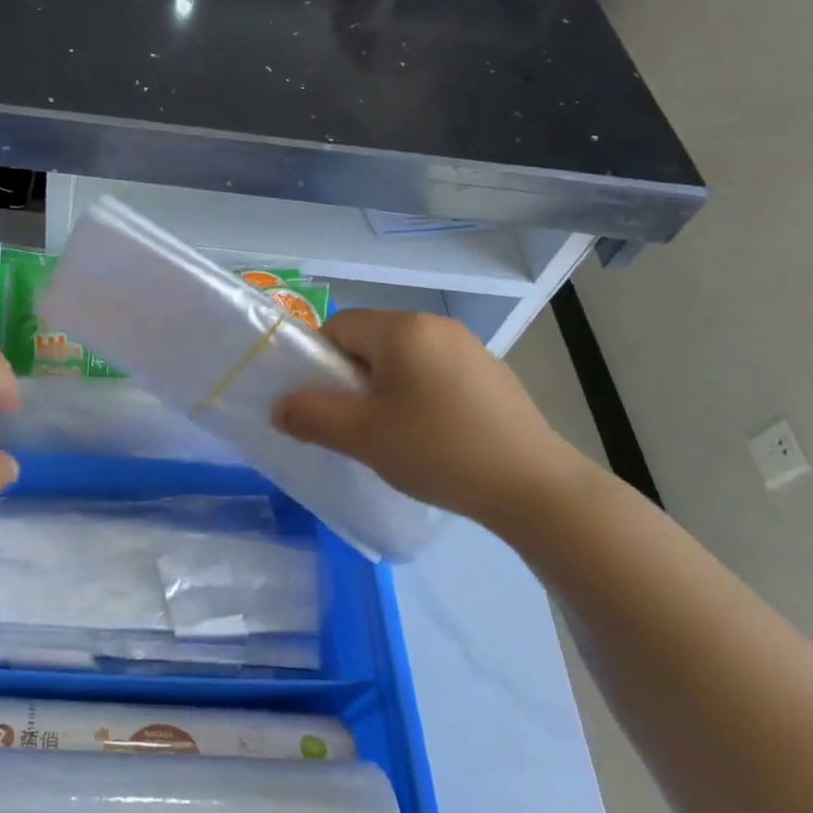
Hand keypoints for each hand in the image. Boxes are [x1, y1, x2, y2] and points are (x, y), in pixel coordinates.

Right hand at [271, 310, 588, 527]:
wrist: (533, 486)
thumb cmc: (438, 451)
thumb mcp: (363, 437)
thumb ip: (311, 416)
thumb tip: (279, 407)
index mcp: (402, 330)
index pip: (337, 326)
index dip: (319, 362)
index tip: (327, 404)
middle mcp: (436, 326)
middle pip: (370, 340)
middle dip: (352, 378)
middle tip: (356, 423)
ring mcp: (469, 348)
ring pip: (403, 358)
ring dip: (385, 388)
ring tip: (394, 434)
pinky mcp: (491, 373)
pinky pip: (434, 372)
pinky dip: (419, 395)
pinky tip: (433, 435)